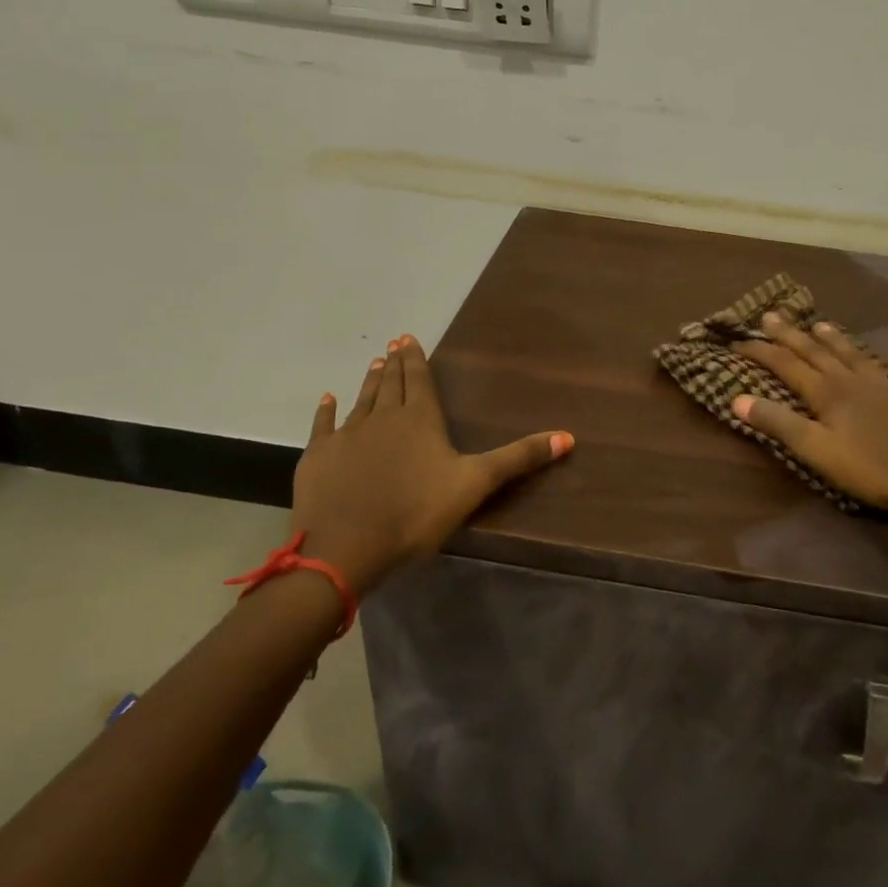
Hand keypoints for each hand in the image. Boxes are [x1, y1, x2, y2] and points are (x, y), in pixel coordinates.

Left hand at [289, 335, 572, 593]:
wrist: (345, 548)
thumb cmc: (416, 514)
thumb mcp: (476, 484)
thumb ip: (519, 458)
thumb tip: (568, 436)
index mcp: (420, 420)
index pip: (419, 380)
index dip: (416, 359)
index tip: (407, 338)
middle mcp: (383, 418)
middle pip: (391, 384)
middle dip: (394, 364)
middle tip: (393, 344)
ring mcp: (347, 435)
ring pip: (361, 399)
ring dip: (369, 381)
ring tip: (373, 363)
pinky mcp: (319, 457)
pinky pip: (323, 426)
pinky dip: (326, 411)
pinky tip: (327, 399)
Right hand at [733, 314, 887, 551]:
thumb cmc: (873, 470)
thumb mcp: (818, 451)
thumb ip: (779, 424)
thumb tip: (737, 398)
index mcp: (829, 393)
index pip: (787, 365)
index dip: (762, 351)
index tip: (738, 340)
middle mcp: (856, 382)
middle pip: (819, 353)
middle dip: (792, 335)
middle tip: (772, 316)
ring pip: (858, 357)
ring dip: (838, 341)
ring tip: (821, 324)